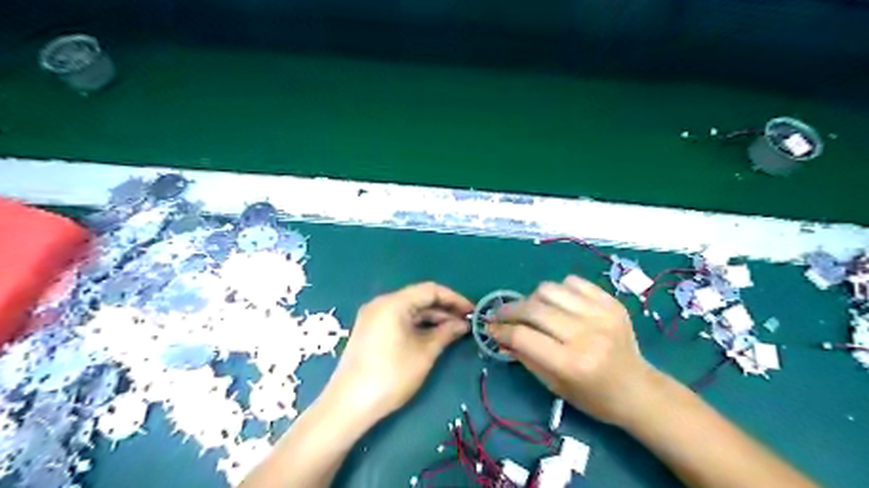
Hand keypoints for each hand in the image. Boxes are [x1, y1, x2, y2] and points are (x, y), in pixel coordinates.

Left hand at [319, 281, 472, 419]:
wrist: (349, 404)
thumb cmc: (391, 375)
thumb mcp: (424, 353)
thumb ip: (446, 333)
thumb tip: (462, 324)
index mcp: (394, 303)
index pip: (430, 290)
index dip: (454, 299)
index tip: (472, 311)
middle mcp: (382, 303)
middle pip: (419, 298)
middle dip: (444, 309)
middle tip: (465, 323)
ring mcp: (373, 316)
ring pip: (409, 310)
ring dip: (432, 318)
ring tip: (453, 331)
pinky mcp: (370, 329)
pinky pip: (399, 319)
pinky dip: (417, 325)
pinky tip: (432, 336)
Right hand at [491, 277, 655, 424]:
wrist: (637, 389)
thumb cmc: (593, 396)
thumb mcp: (553, 385)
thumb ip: (524, 357)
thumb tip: (499, 335)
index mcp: (571, 364)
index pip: (523, 336)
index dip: (501, 330)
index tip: (491, 327)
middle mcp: (586, 335)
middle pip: (534, 309)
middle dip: (510, 309)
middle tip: (501, 314)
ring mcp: (601, 314)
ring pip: (550, 289)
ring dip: (533, 298)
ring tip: (532, 309)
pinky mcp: (611, 302)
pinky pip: (573, 282)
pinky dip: (558, 290)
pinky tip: (558, 304)